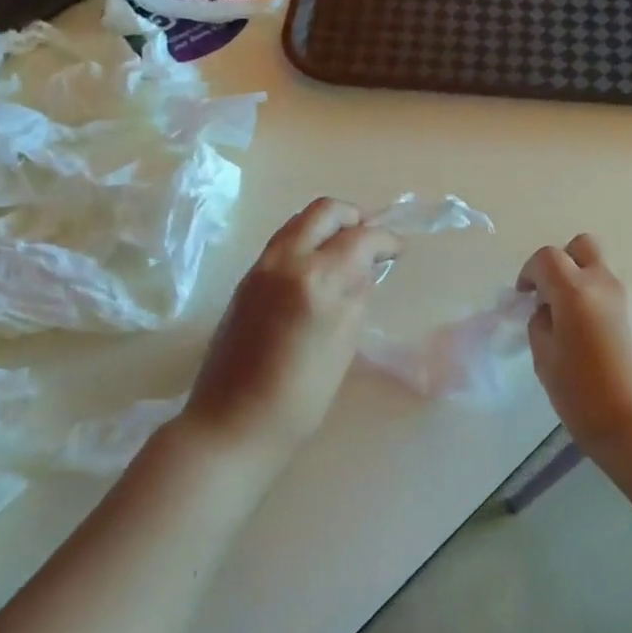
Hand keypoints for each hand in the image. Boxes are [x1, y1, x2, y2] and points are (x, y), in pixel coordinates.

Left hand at [180, 198, 401, 459]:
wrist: (232, 421)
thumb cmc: (300, 396)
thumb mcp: (344, 345)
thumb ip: (356, 296)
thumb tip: (365, 268)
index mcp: (316, 279)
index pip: (360, 237)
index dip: (386, 239)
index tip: (398, 250)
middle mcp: (285, 261)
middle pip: (324, 211)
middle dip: (354, 217)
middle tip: (371, 241)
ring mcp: (260, 267)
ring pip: (299, 221)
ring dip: (328, 227)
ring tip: (347, 255)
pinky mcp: (245, 280)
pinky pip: (282, 242)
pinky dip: (307, 242)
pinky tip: (319, 272)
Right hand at [517, 235, 631, 452]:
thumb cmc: (584, 395)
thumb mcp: (545, 359)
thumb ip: (540, 323)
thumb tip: (547, 310)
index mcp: (575, 291)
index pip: (546, 258)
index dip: (529, 272)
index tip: (523, 296)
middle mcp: (605, 283)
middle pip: (583, 246)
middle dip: (562, 261)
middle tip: (550, 294)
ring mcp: (630, 297)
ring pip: (602, 266)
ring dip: (582, 278)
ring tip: (571, 317)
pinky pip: (615, 290)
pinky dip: (598, 297)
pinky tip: (592, 333)